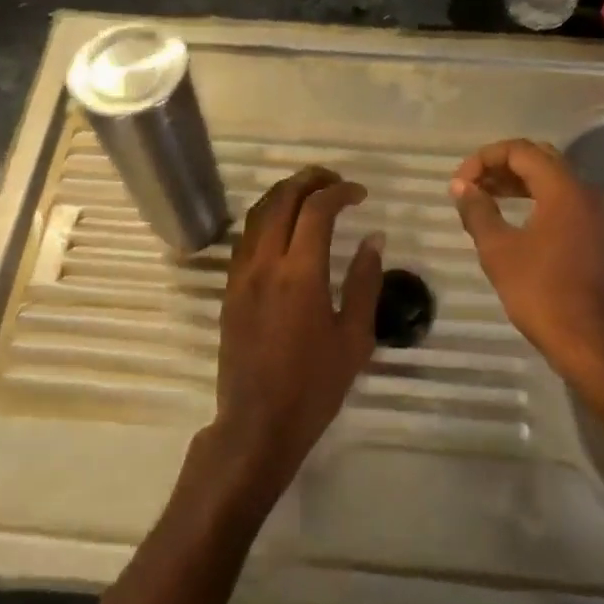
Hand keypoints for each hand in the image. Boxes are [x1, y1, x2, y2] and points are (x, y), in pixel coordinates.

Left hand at [206, 167, 383, 502]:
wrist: (257, 423)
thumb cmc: (314, 386)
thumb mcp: (354, 337)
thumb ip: (365, 282)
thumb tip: (373, 239)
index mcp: (300, 274)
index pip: (316, 210)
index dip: (340, 192)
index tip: (360, 194)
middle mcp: (265, 264)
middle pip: (281, 200)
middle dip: (309, 181)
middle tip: (335, 181)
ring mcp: (241, 274)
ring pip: (257, 213)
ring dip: (284, 194)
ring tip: (311, 193)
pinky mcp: (230, 288)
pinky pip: (246, 237)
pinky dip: (266, 217)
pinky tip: (284, 226)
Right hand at [451, 139, 603, 398]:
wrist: (591, 341)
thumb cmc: (541, 292)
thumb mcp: (498, 250)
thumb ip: (478, 211)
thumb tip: (461, 187)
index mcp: (563, 189)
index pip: (520, 151)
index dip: (484, 159)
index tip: (460, 184)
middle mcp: (584, 191)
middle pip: (538, 159)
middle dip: (500, 166)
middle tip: (470, 186)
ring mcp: (593, 213)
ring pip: (551, 179)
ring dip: (515, 182)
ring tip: (483, 198)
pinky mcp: (594, 233)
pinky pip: (561, 200)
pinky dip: (533, 199)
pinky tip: (510, 217)